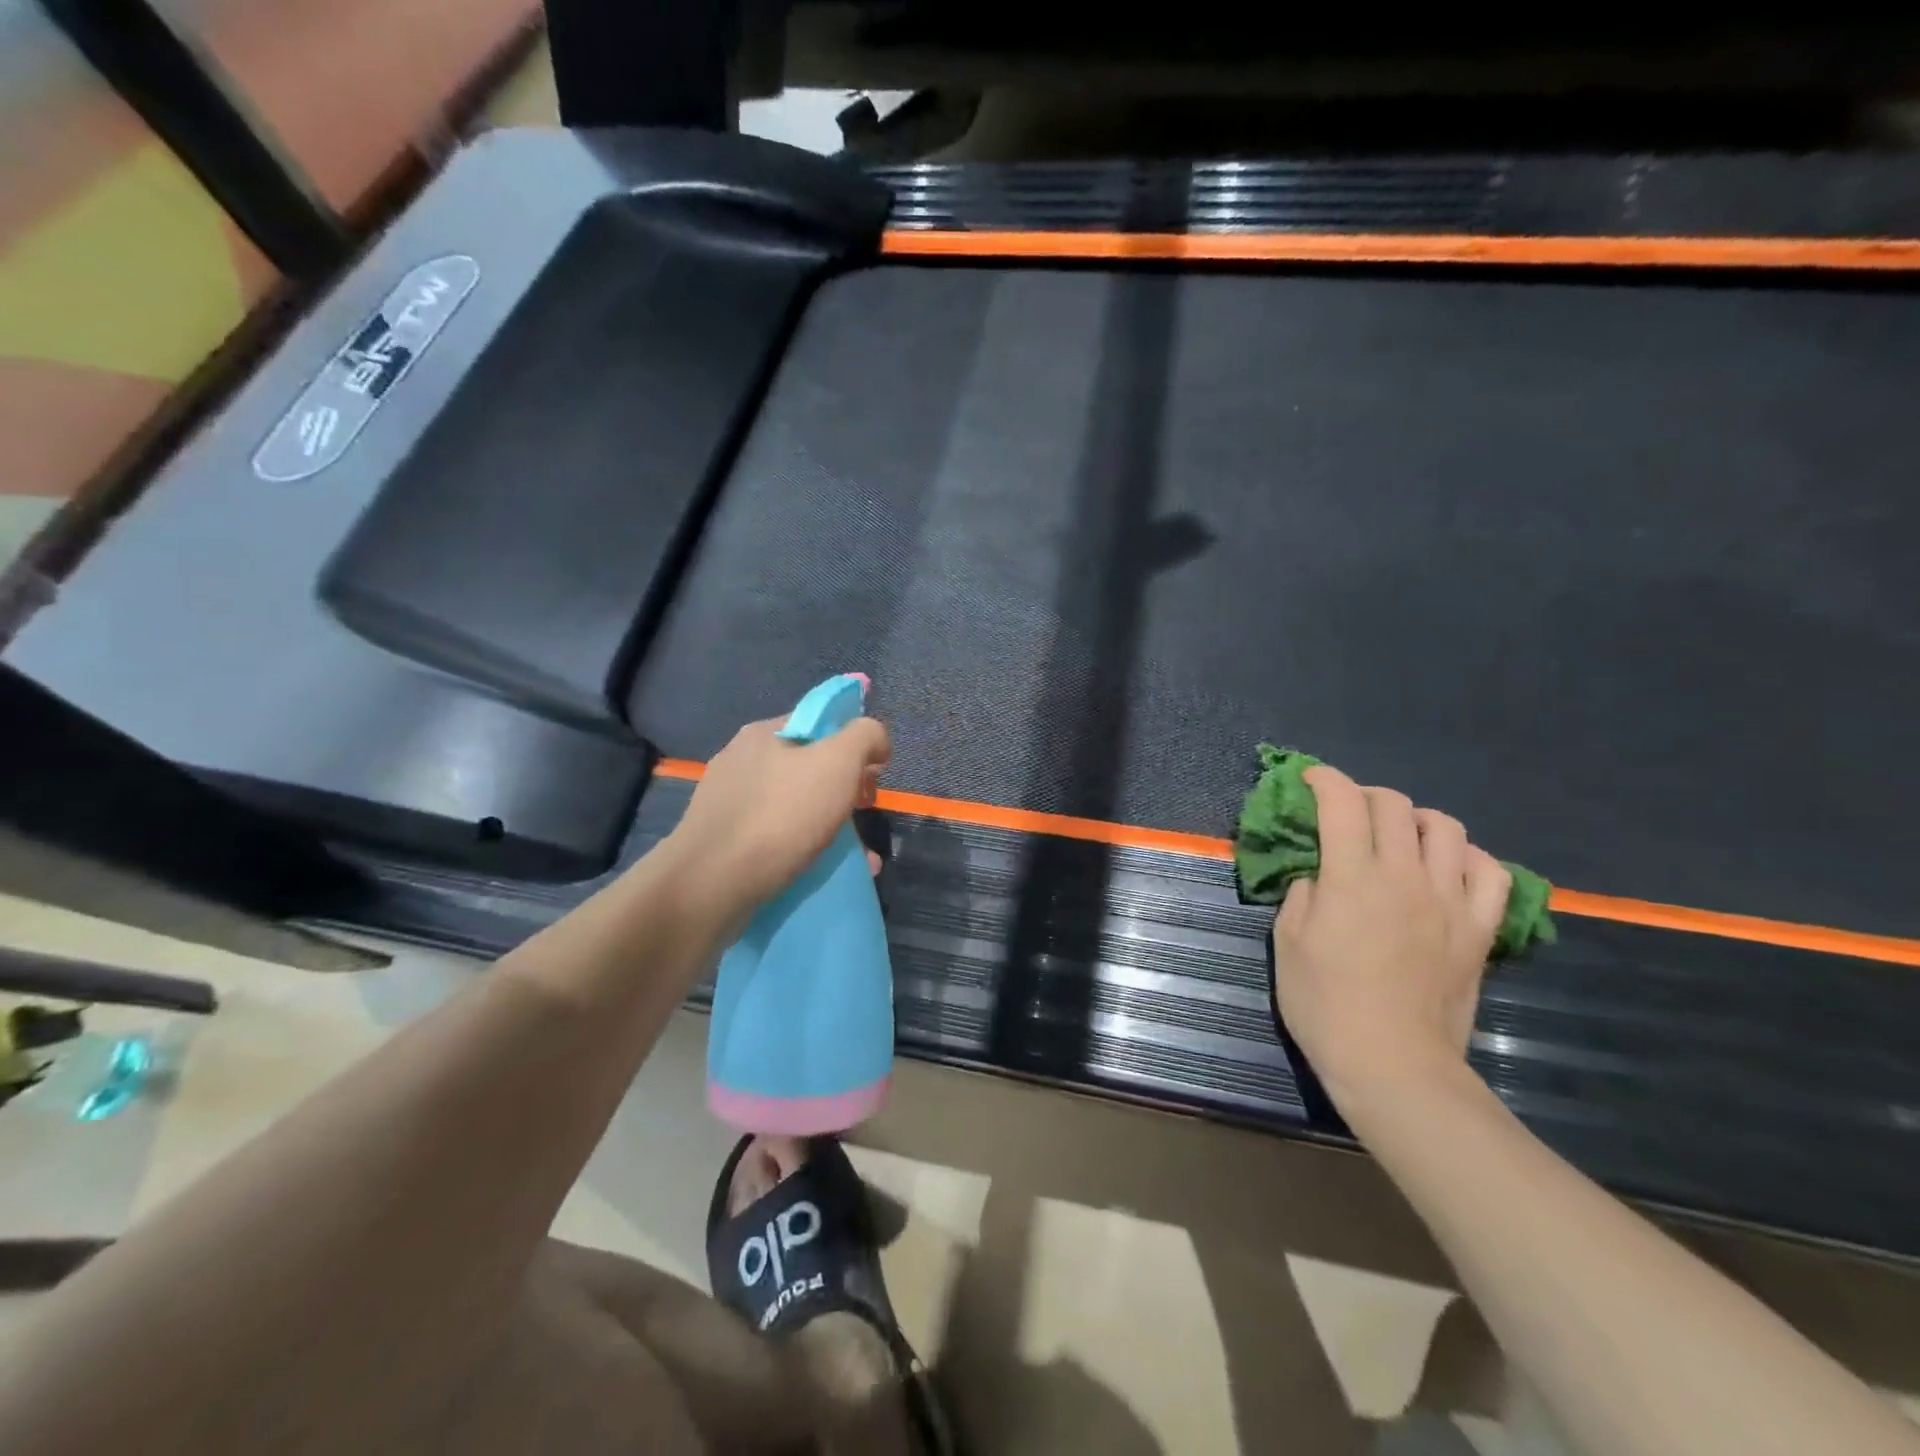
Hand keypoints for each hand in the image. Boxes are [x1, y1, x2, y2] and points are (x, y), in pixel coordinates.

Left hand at [663, 713, 890, 927]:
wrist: (711, 885)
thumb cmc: (780, 816)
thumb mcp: (838, 762)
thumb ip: (865, 736)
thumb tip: (876, 740)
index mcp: (764, 733)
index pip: (820, 722)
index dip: (854, 743)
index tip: (875, 773)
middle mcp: (742, 762)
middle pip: (810, 766)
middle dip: (847, 790)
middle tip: (865, 812)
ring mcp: (730, 803)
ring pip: (797, 806)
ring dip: (833, 826)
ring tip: (860, 856)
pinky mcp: (725, 842)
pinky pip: (779, 837)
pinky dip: (808, 850)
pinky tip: (829, 871)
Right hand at [1272, 765, 1509, 1111]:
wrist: (1393, 1064)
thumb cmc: (1325, 1005)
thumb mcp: (1288, 943)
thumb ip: (1303, 895)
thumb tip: (1322, 876)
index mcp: (1352, 878)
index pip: (1342, 804)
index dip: (1324, 780)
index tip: (1310, 779)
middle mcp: (1405, 877)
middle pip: (1394, 806)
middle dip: (1364, 795)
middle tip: (1346, 812)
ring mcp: (1450, 902)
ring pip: (1446, 828)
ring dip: (1416, 819)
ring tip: (1399, 836)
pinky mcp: (1479, 929)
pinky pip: (1491, 873)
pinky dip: (1468, 858)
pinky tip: (1448, 868)